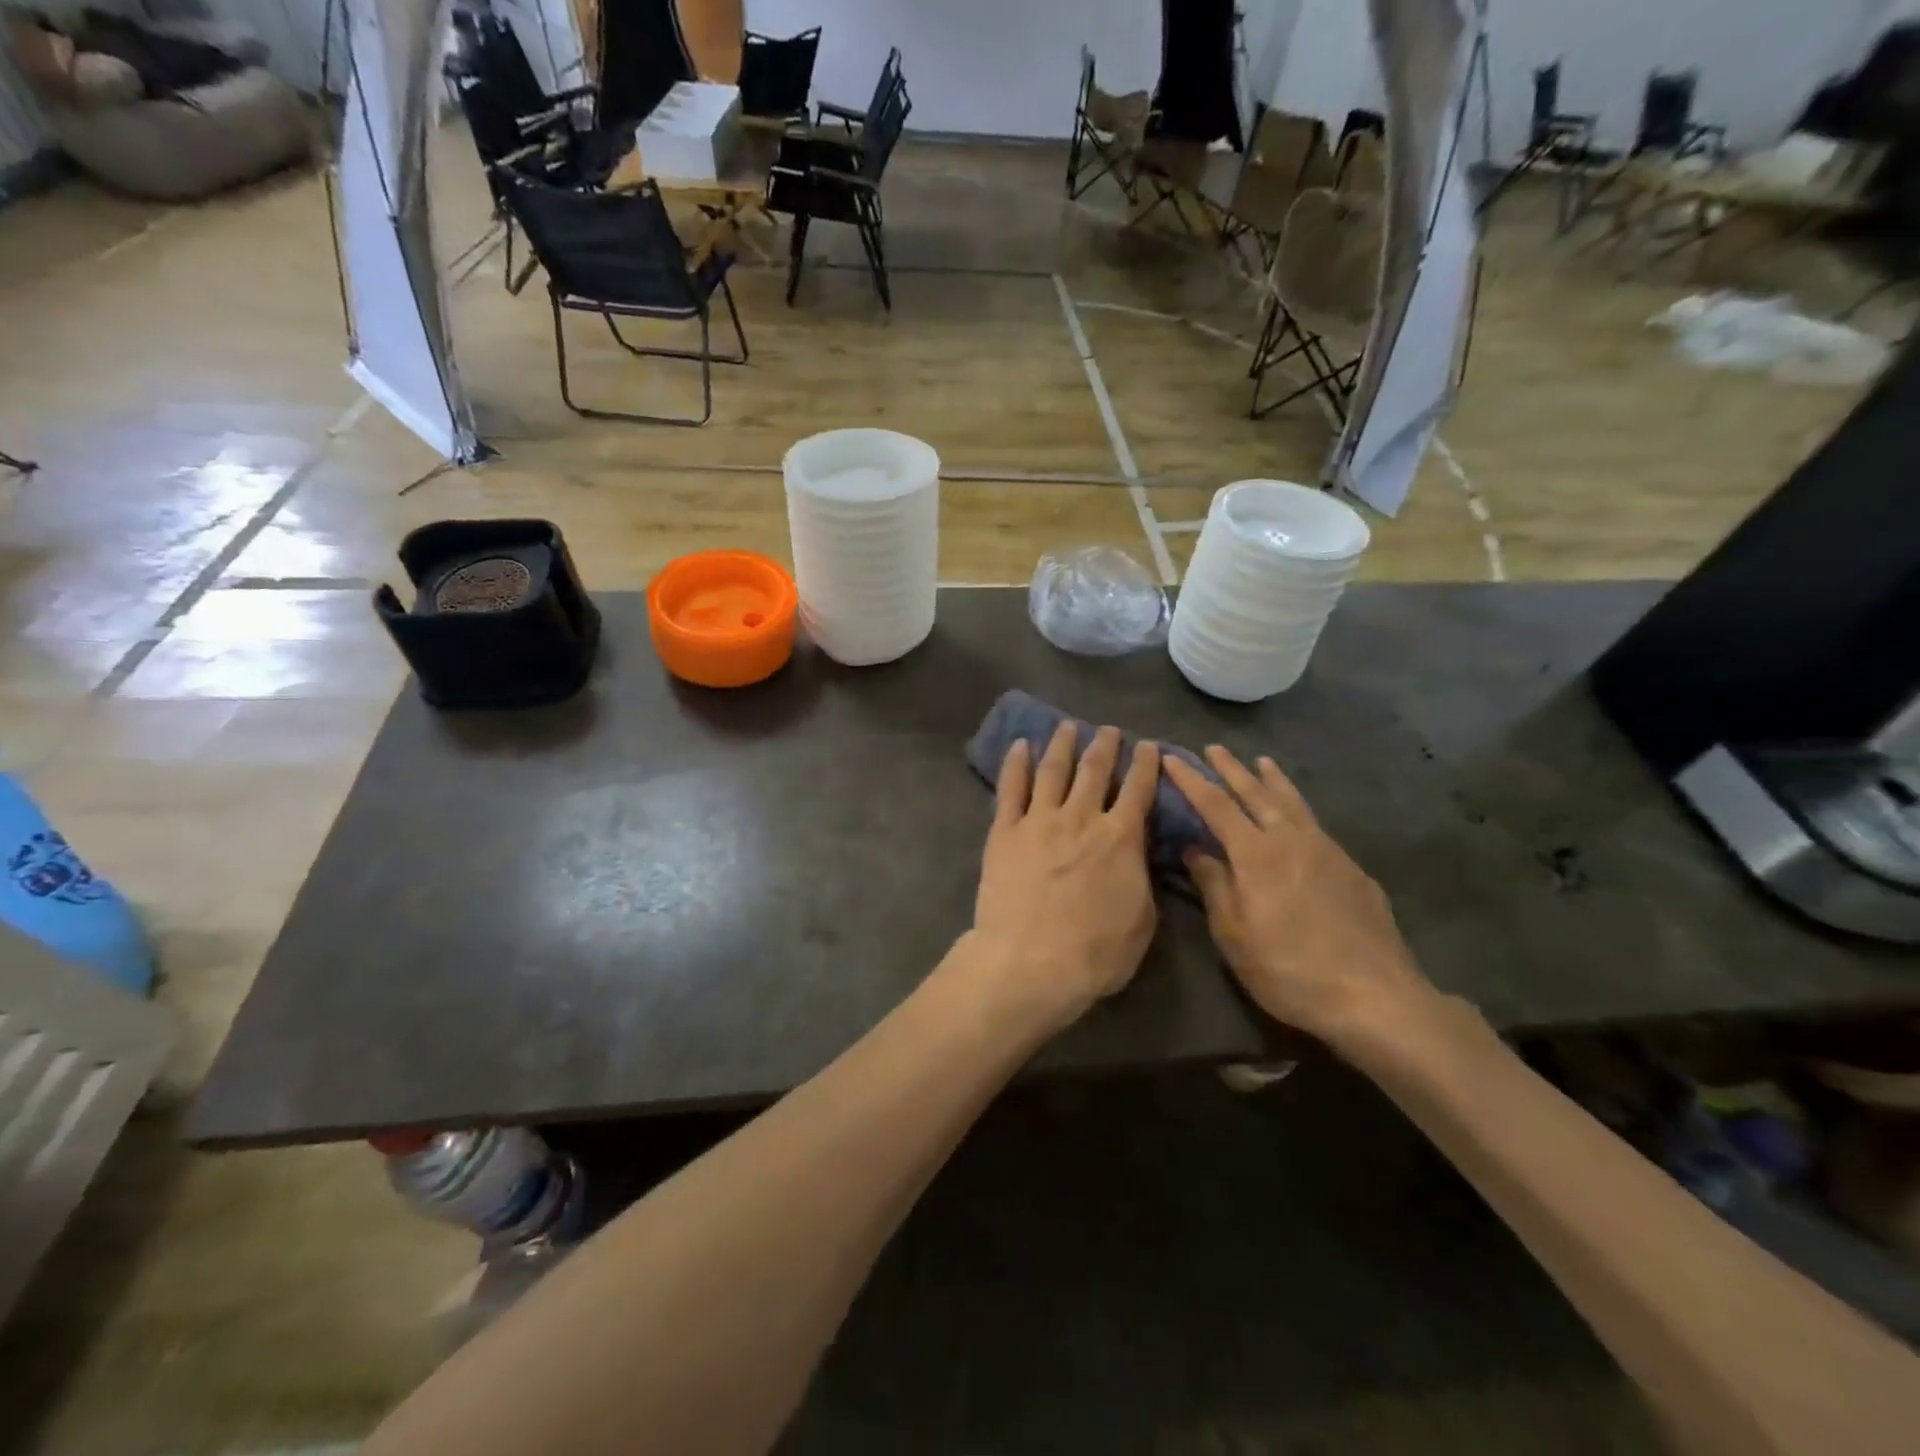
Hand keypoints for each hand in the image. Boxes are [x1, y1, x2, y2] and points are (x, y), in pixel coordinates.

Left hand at [969, 723, 1160, 1032]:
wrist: (1030, 962)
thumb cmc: (1094, 952)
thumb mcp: (1142, 921)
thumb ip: (1141, 878)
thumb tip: (1137, 854)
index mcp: (1120, 838)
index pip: (1138, 790)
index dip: (1146, 765)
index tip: (1148, 746)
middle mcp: (1081, 818)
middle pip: (1095, 771)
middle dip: (1104, 746)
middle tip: (1107, 729)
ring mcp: (1039, 820)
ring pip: (1053, 770)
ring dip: (1062, 745)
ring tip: (1067, 726)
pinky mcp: (1005, 831)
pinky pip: (1010, 788)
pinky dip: (1015, 763)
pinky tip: (1019, 745)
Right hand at [1163, 747, 1432, 1047]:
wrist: (1374, 995)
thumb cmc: (1288, 969)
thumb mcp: (1234, 935)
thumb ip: (1214, 885)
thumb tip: (1195, 849)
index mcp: (1256, 854)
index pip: (1215, 805)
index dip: (1191, 780)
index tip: (1172, 758)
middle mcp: (1291, 840)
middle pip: (1256, 793)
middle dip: (1232, 769)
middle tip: (1214, 748)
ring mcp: (1327, 850)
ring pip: (1293, 803)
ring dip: (1273, 780)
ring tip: (1262, 761)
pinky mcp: (1351, 868)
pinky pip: (1316, 823)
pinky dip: (1299, 806)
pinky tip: (1298, 815)